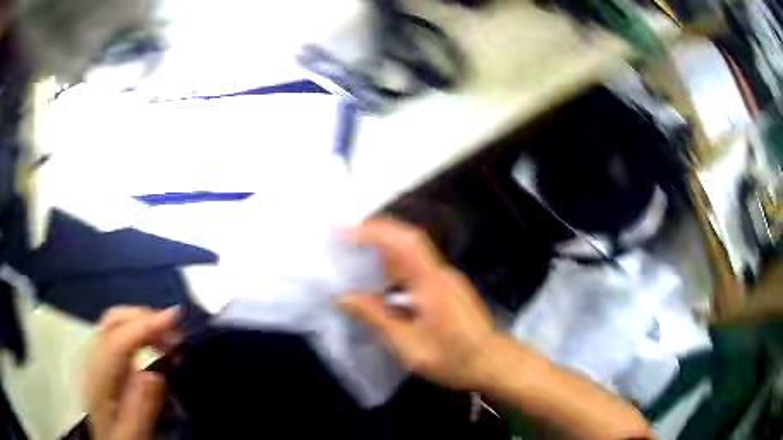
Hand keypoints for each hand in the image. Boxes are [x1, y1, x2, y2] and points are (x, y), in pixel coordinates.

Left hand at [86, 306, 179, 439]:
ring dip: (142, 323)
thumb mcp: (133, 433)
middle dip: (144, 317)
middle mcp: (94, 361)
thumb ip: (140, 407)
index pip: (118, 341)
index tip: (175, 317)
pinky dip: (139, 333)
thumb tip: (154, 374)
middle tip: (174, 330)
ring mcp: (98, 359)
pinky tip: (155, 345)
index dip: (145, 325)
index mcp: (99, 380)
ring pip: (115, 324)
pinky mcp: (105, 363)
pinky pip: (120, 336)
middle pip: (112, 322)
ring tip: (168, 337)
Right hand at [338, 218, 500, 390]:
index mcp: (432, 284)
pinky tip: (381, 285)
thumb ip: (376, 319)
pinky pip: (416, 269)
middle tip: (344, 242)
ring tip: (355, 261)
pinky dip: (394, 268)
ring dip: (383, 252)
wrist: (491, 362)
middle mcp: (440, 274)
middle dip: (374, 236)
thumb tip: (344, 298)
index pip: (405, 243)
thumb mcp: (410, 347)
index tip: (346, 233)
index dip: (375, 231)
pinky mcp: (447, 288)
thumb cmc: (453, 359)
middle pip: (407, 242)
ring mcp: (446, 279)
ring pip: (411, 256)